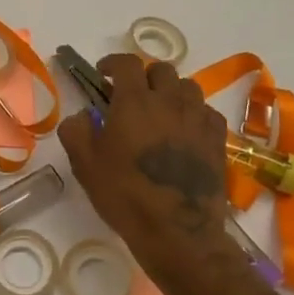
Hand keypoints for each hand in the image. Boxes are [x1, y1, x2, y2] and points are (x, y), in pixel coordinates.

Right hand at [59, 54, 229, 252]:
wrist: (177, 231)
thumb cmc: (125, 195)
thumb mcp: (85, 164)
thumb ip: (76, 130)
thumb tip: (83, 115)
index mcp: (134, 102)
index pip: (127, 63)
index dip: (113, 63)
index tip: (103, 74)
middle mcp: (170, 101)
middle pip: (161, 70)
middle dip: (143, 76)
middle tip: (130, 95)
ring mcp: (198, 119)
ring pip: (187, 87)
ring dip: (171, 91)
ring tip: (160, 111)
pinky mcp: (217, 139)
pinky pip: (206, 111)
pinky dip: (193, 112)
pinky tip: (184, 131)